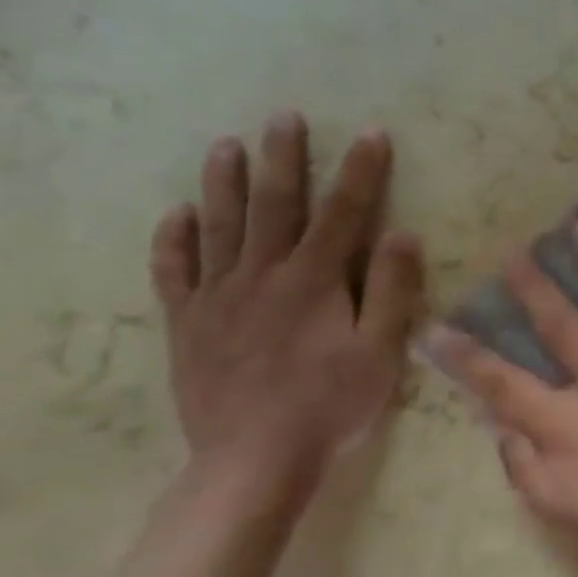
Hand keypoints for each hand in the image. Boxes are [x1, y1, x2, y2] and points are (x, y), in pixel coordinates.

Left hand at [149, 113, 423, 508]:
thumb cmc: (331, 404)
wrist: (255, 458)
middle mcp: (262, 275)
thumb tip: (403, 234)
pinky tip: (178, 214)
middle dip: (284, 158)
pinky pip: (174, 272)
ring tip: (225, 144)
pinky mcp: (188, 324)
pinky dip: (174, 240)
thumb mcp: (382, 351)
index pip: (344, 212)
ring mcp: (218, 298)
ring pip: (220, 227)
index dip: (361, 171)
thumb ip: (392, 290)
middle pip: (274, 205)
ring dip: (224, 182)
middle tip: (284, 117)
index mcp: (314, 280)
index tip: (372, 134)